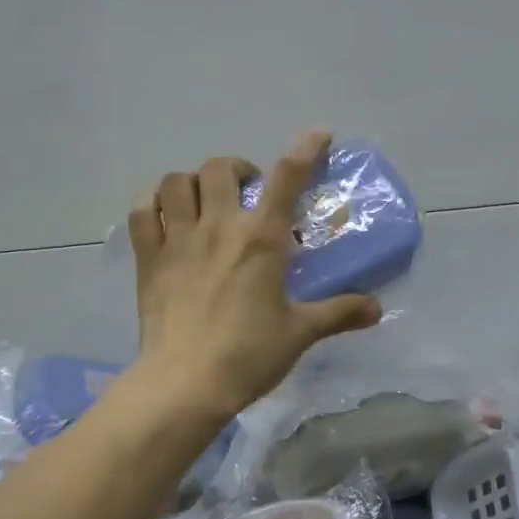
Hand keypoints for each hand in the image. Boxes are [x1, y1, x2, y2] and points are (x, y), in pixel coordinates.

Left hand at [129, 130, 382, 421]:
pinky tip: (164, 215)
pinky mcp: (148, 259)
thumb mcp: (301, 333)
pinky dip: (152, 203)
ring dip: (194, 182)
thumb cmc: (248, 355)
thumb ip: (339, 313)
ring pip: (177, 182)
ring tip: (205, 200)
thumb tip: (377, 309)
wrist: (186, 383)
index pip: (286, 178)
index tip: (317, 135)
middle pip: (221, 167)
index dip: (304, 150)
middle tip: (248, 192)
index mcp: (260, 240)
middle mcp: (218, 227)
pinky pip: (142, 212)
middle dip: (238, 169)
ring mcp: (177, 240)